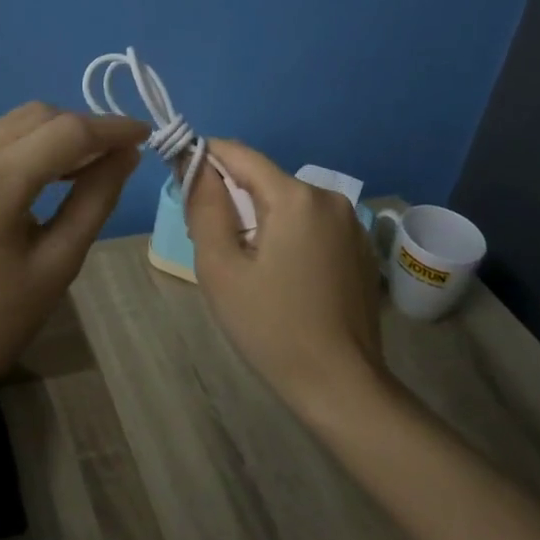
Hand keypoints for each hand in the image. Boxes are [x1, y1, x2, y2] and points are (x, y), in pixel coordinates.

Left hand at [0, 102, 149, 407]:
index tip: (147, 133)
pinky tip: (50, 172)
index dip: (112, 129)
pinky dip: (29, 146)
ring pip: (14, 123)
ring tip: (92, 163)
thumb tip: (127, 154)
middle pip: (37, 116)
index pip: (66, 133)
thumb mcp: (59, 263)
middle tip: (120, 154)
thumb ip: (96, 198)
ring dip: (56, 133)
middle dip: (84, 126)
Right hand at [184, 140, 389, 414]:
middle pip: (264, 180)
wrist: (341, 385)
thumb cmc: (272, 327)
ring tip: (245, 267)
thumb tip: (195, 164)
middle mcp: (328, 197)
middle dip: (232, 199)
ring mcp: (350, 223)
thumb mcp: (221, 268)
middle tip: (211, 245)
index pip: (239, 154)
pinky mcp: (359, 247)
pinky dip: (287, 235)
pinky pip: (310, 224)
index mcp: (295, 196)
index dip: (205, 158)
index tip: (181, 181)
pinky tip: (282, 278)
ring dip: (260, 219)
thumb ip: (205, 207)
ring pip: (287, 203)